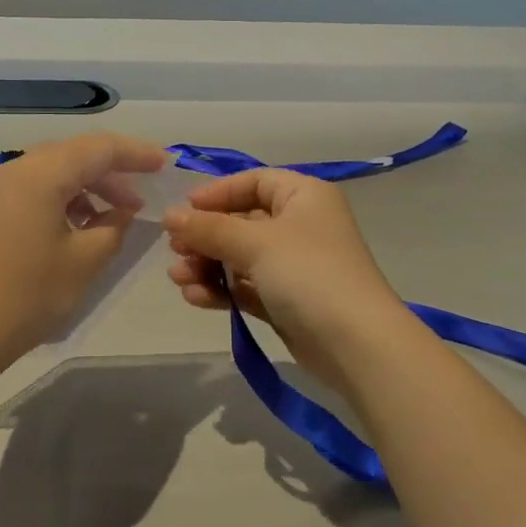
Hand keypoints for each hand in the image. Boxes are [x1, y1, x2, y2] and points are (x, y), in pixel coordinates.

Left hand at [0, 132, 167, 362]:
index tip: (163, 164)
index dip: (134, 154)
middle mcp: (10, 170)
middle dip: (109, 173)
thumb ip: (113, 228)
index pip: (97, 148)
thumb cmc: (26, 295)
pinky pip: (26, 191)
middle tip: (138, 200)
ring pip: (47, 173)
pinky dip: (56, 200)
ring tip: (108, 218)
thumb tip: (120, 212)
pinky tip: (72, 229)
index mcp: (38, 174)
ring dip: (82, 188)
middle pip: (70, 156)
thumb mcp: (84, 262)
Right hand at [163, 170, 407, 384]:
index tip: (184, 211)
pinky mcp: (286, 300)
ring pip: (240, 257)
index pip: (254, 182)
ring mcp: (294, 265)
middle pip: (242, 221)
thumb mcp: (256, 243)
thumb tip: (169, 215)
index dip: (217, 193)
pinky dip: (221, 289)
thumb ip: (209, 228)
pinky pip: (246, 286)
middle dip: (206, 236)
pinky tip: (195, 297)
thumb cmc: (308, 274)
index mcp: (304, 196)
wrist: (356, 345)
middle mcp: (301, 225)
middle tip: (174, 250)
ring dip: (207, 265)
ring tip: (178, 278)